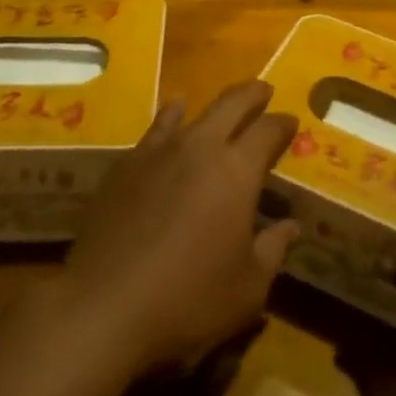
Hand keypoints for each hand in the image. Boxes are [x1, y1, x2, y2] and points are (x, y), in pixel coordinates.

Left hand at [60, 80, 298, 375]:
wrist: (103, 306)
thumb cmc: (187, 299)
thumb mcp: (247, 288)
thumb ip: (272, 250)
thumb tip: (291, 227)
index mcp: (237, 171)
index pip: (268, 131)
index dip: (283, 124)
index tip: (291, 122)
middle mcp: (200, 147)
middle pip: (231, 104)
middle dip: (252, 94)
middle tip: (263, 90)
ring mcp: (159, 151)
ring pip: (190, 112)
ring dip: (211, 106)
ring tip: (219, 104)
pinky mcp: (125, 165)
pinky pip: (155, 130)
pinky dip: (170, 119)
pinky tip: (170, 119)